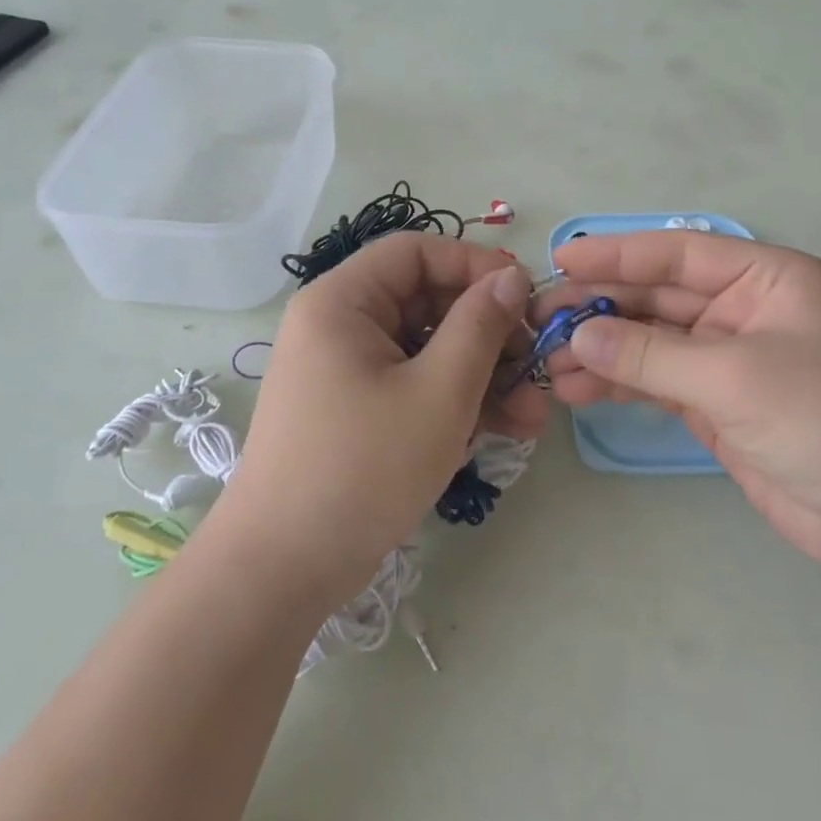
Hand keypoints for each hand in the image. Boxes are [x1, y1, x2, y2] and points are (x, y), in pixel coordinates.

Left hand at [224, 233, 545, 606]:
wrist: (283, 569)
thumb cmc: (363, 468)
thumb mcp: (438, 392)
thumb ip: (480, 326)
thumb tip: (511, 277)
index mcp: (342, 302)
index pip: (416, 251)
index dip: (475, 266)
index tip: (525, 299)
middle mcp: (339, 326)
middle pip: (426, 302)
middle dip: (488, 335)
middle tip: (536, 367)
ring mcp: (346, 372)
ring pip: (427, 351)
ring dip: (482, 376)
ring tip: (533, 417)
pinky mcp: (356, 412)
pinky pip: (413, 386)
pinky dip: (454, 402)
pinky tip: (501, 431)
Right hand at [541, 231, 820, 571]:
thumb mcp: (735, 377)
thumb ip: (651, 354)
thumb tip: (576, 335)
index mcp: (765, 279)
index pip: (678, 253)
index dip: (617, 253)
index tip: (560, 260)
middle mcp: (743, 310)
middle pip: (658, 296)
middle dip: (600, 306)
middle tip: (540, 317)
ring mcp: (727, 359)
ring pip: (650, 341)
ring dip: (601, 348)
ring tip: (546, 360)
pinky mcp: (715, 404)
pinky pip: (655, 380)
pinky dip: (617, 382)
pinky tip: (576, 387)